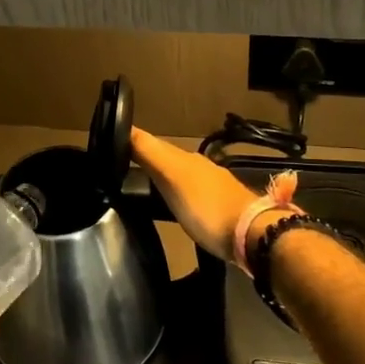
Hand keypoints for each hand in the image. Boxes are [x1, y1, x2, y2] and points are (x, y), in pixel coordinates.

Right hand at [130, 128, 280, 261]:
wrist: (254, 236)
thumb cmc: (207, 207)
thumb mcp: (173, 177)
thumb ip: (150, 153)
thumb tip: (124, 127)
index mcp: (185, 158)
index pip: (152, 143)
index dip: (132, 142)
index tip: (111, 144)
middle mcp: (199, 167)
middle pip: (166, 159)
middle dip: (146, 159)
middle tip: (121, 167)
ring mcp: (213, 188)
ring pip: (180, 176)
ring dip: (162, 178)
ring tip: (142, 187)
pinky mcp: (221, 209)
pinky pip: (191, 195)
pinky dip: (176, 195)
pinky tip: (172, 206)